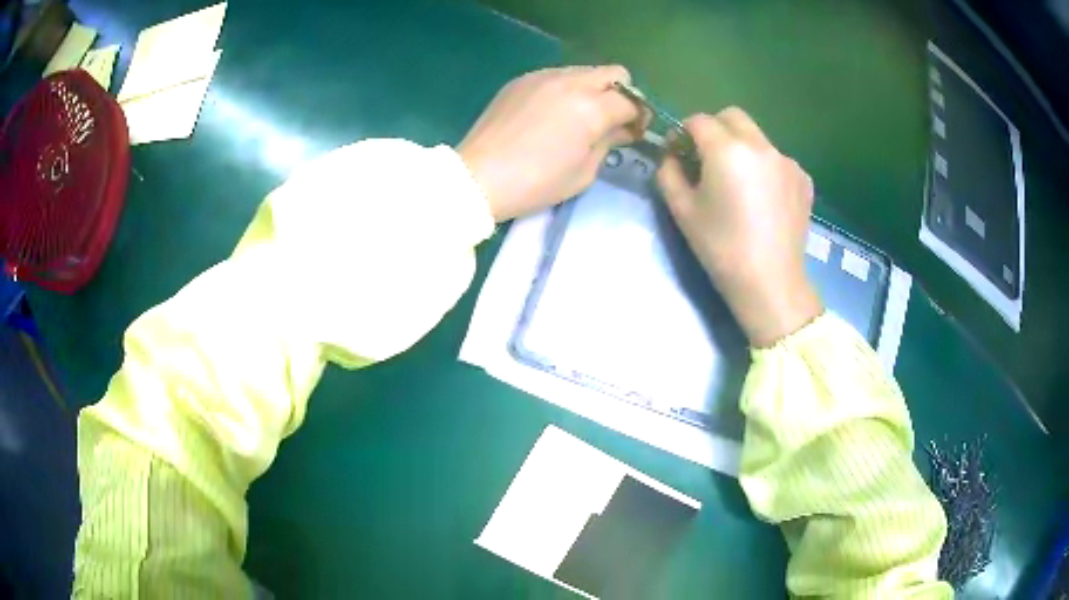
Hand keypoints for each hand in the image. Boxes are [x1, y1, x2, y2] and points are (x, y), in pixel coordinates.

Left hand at [458, 65, 643, 221]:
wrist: (478, 177)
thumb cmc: (535, 183)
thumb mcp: (584, 172)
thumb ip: (609, 142)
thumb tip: (621, 129)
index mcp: (591, 107)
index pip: (631, 102)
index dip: (639, 118)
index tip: (634, 133)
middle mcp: (571, 82)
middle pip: (614, 73)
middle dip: (621, 95)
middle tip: (611, 119)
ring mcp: (543, 76)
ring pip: (584, 71)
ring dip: (593, 90)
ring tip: (579, 116)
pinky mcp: (521, 80)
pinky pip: (556, 76)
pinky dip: (565, 90)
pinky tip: (551, 113)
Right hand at [658, 108, 821, 346]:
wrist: (770, 283)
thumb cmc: (721, 247)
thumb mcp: (681, 210)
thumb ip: (668, 172)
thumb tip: (672, 156)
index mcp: (727, 149)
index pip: (698, 120)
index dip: (683, 132)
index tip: (678, 153)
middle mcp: (760, 145)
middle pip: (732, 117)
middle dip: (714, 129)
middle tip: (707, 159)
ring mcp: (787, 161)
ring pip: (756, 137)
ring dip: (741, 147)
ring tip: (738, 183)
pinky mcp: (803, 179)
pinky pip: (777, 159)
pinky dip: (765, 167)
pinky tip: (763, 197)